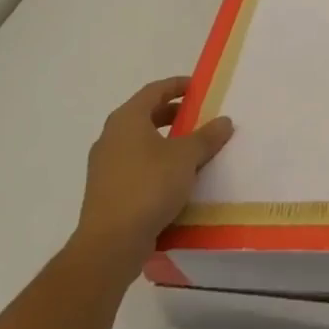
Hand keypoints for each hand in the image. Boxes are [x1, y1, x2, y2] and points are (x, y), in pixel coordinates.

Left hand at [71, 77, 232, 280]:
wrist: (110, 243)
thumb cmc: (149, 186)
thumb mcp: (186, 157)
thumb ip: (207, 136)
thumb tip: (224, 121)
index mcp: (127, 119)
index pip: (154, 90)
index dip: (177, 85)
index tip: (198, 87)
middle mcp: (111, 137)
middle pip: (144, 115)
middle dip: (172, 114)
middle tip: (197, 117)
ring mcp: (104, 166)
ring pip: (139, 142)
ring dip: (164, 141)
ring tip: (190, 149)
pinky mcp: (106, 191)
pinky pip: (134, 166)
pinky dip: (154, 163)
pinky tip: (174, 179)